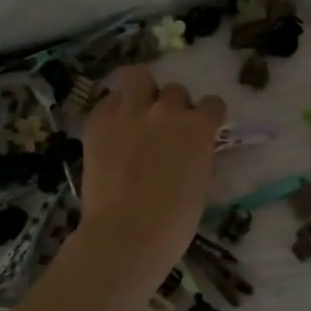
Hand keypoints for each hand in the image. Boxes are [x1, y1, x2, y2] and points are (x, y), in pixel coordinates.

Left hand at [74, 65, 224, 287]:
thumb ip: (197, 154)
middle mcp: (166, 110)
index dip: (207, 117)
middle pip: (175, 91)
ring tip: (136, 110)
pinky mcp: (98, 122)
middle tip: (164, 129)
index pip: (212, 104)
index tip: (201, 130)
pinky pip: (108, 101)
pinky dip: (113, 110)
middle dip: (172, 107)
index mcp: (198, 127)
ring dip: (141, 90)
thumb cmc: (174, 222)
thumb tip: (189, 149)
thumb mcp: (200, 182)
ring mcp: (129, 112)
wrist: (126, 235)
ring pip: (137, 76)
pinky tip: (112, 130)